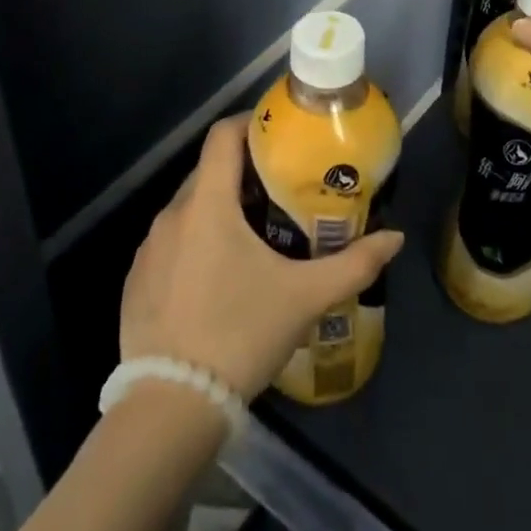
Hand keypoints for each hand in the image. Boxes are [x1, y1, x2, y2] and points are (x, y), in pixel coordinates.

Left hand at [120, 115, 404, 399]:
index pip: (223, 136)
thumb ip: (353, 264)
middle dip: (243, 173)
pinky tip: (217, 279)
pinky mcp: (135, 281)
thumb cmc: (240, 335)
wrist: (170, 407)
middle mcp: (171, 215)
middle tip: (280, 190)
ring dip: (219, 210)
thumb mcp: (304, 298)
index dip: (251, 123)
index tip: (279, 134)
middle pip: (209, 172)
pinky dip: (195, 243)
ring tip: (253, 235)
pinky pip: (170, 244)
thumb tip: (395, 239)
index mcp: (208, 203)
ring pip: (189, 209)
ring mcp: (147, 249)